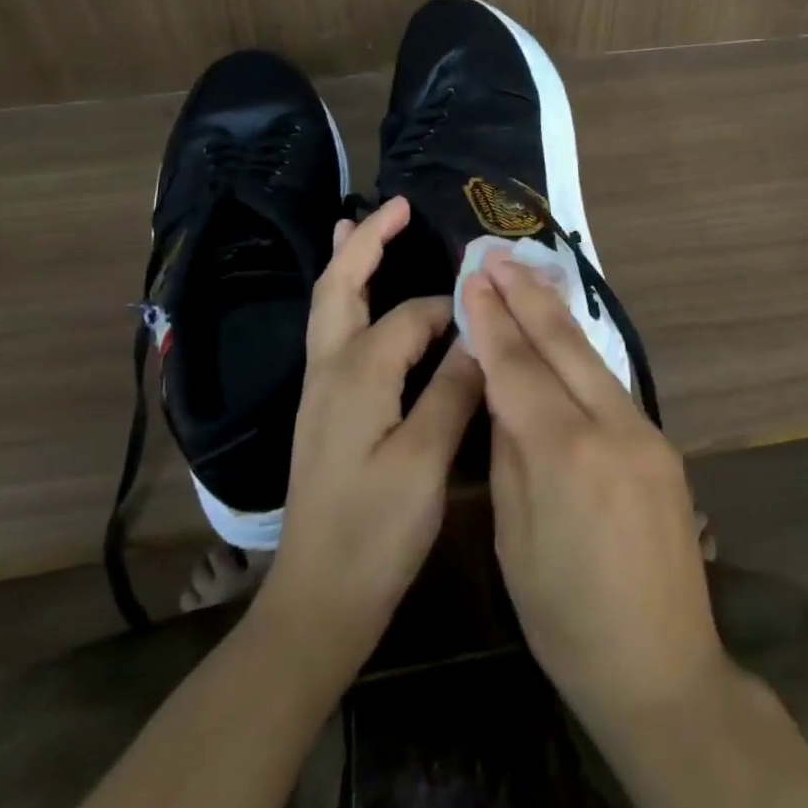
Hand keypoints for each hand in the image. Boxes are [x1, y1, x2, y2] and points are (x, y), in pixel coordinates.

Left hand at [256, 196, 483, 682]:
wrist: (317, 602)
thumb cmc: (375, 532)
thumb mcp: (426, 462)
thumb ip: (454, 389)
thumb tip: (480, 334)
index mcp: (357, 374)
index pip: (413, 316)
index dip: (453, 310)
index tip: (490, 312)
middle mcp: (330, 370)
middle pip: (339, 288)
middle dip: (365, 243)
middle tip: (394, 205)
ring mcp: (320, 392)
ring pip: (329, 308)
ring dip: (348, 264)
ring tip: (359, 226)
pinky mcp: (324, 412)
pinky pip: (334, 334)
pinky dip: (347, 300)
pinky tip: (361, 303)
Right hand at [462, 255, 728, 727]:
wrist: (663, 669)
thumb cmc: (567, 619)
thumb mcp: (515, 539)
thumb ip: (510, 453)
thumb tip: (505, 392)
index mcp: (566, 455)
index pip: (518, 367)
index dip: (491, 319)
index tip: (471, 277)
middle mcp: (613, 428)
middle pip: (563, 344)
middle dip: (526, 294)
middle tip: (497, 253)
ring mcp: (646, 432)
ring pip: (591, 358)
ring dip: (555, 315)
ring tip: (526, 276)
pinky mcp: (662, 445)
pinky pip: (610, 386)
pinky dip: (579, 355)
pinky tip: (561, 338)